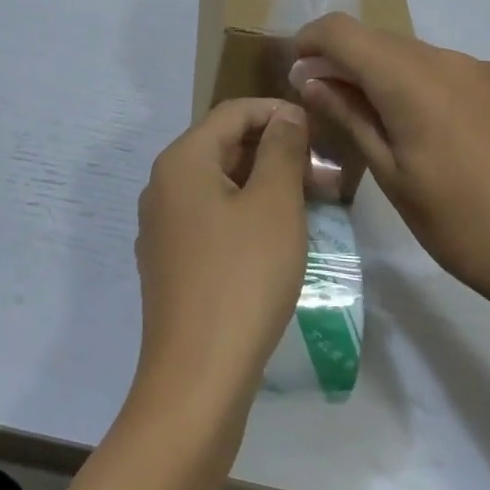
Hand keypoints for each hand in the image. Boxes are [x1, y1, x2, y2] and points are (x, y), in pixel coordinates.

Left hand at [133, 99, 310, 412]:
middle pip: (225, 147)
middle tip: (326, 177)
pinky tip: (279, 238)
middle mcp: (163, 186)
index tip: (320, 132)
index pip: (232, 112)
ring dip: (267, 186)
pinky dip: (247, 215)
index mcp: (182, 161)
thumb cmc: (242, 278)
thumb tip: (286, 115)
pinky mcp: (171, 262)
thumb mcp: (275, 205)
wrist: (197, 377)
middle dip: (277, 153)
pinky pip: (212, 219)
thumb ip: (282, 150)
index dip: (278, 113)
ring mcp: (163, 227)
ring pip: (221, 186)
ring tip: (313, 206)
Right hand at [292, 13, 489, 340]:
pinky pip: (466, 77)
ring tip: (400, 135)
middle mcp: (453, 60)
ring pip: (426, 61)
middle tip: (338, 109)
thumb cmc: (469, 228)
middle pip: (385, 43)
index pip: (343, 31)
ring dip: (397, 81)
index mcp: (412, 79)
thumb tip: (311, 79)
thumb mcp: (395, 179)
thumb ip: (350, 119)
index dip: (311, 41)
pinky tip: (457, 145)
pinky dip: (440, 93)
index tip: (299, 72)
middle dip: (351, 65)